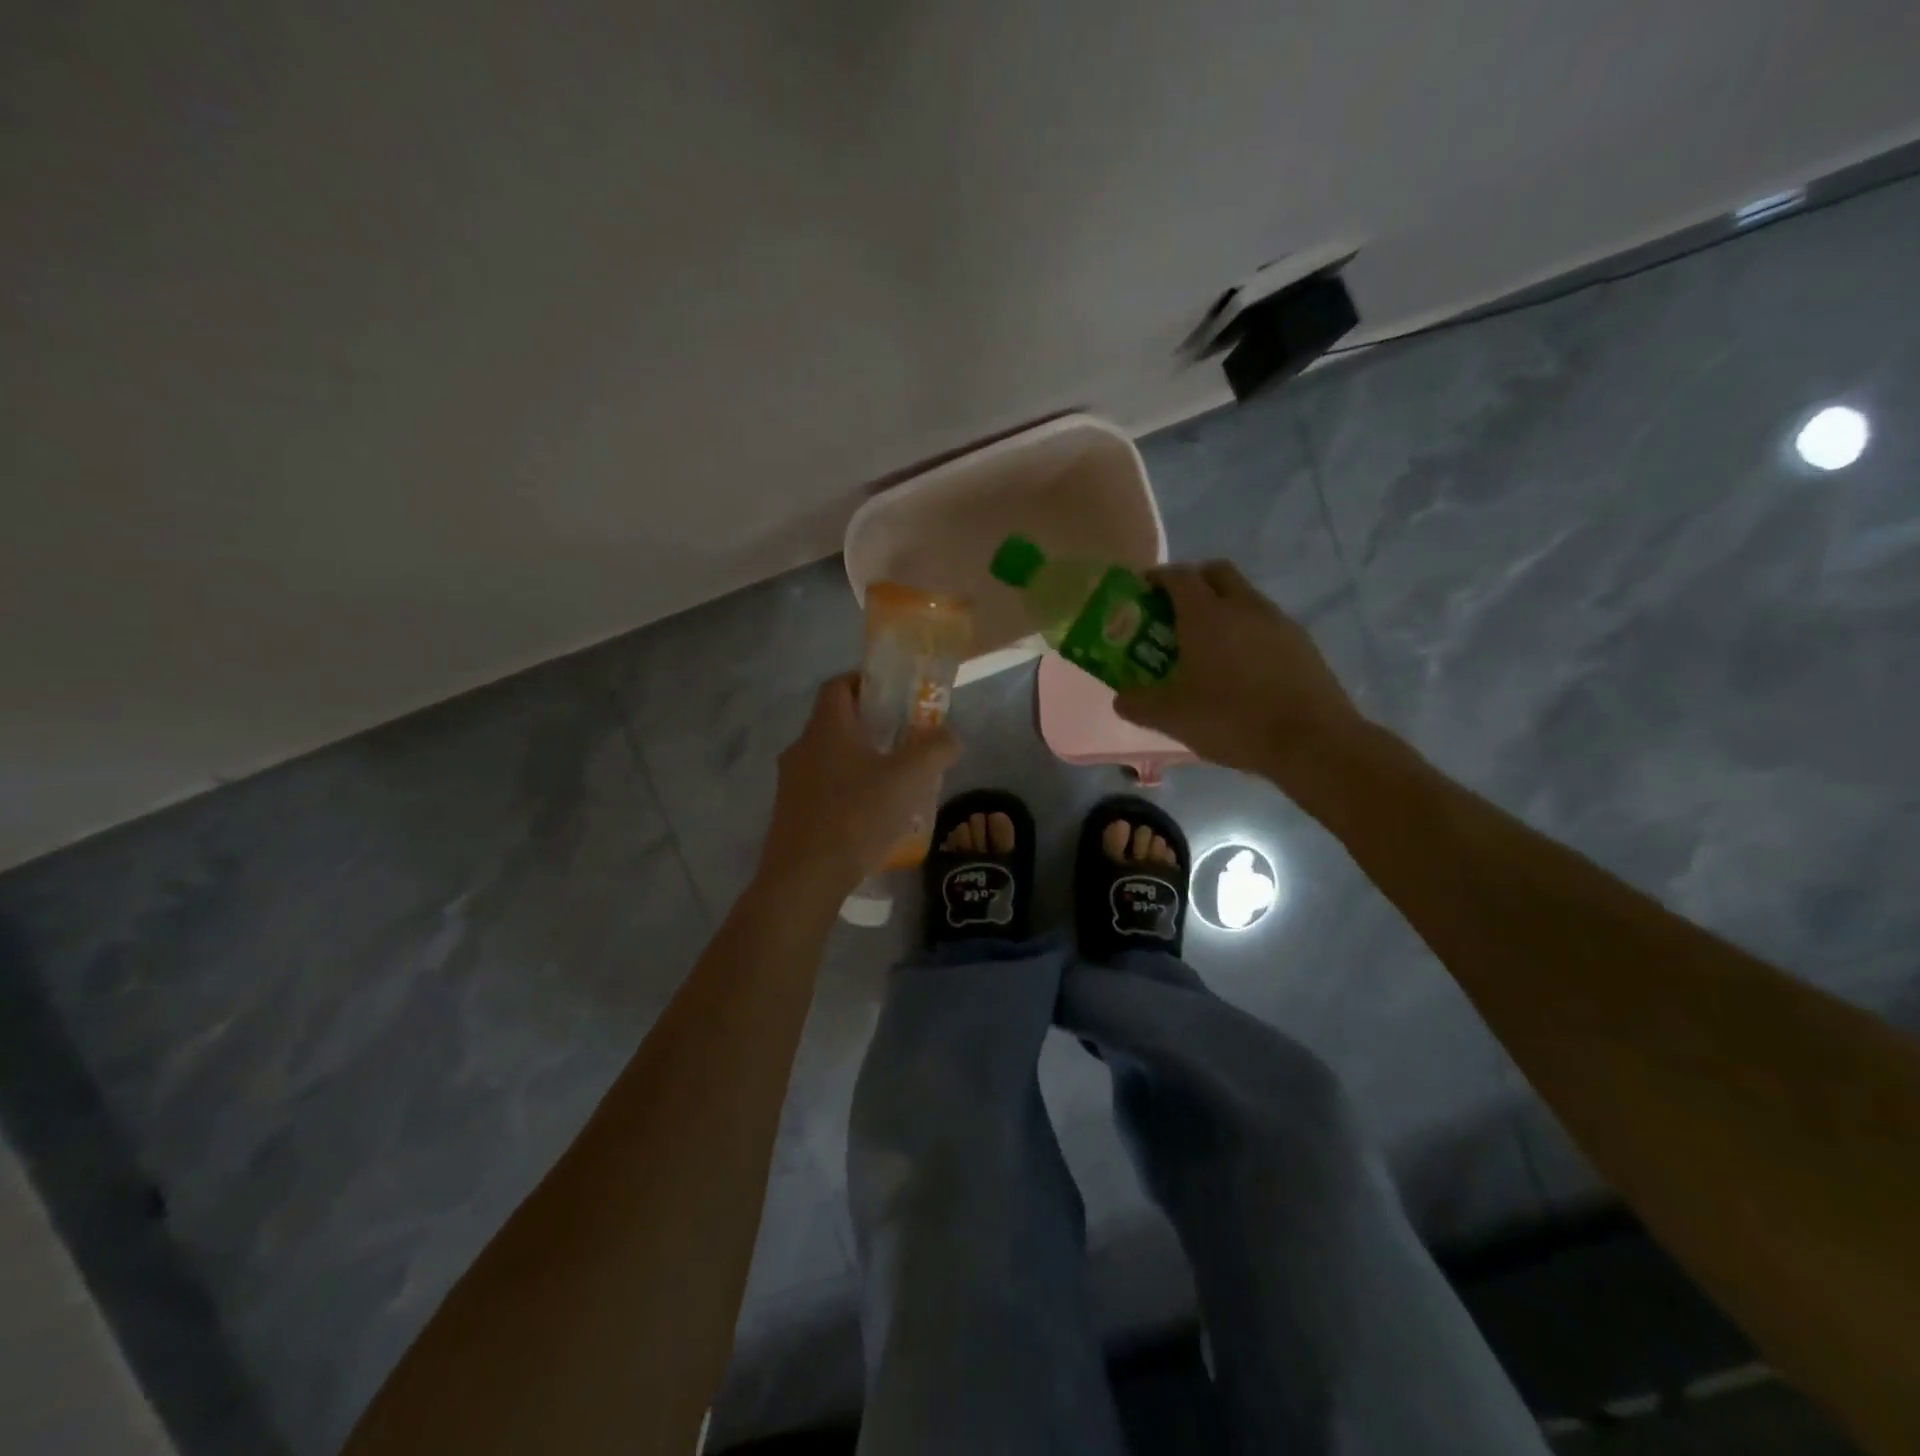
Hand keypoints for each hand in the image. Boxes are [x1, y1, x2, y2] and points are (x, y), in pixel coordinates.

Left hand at [758, 673, 961, 901]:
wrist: (804, 879)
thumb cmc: (856, 816)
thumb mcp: (909, 778)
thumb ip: (935, 749)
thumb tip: (951, 736)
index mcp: (826, 728)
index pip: (839, 685)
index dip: (866, 682)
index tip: (896, 695)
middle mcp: (802, 748)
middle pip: (837, 723)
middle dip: (872, 727)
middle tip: (907, 741)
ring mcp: (791, 783)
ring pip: (831, 758)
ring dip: (861, 762)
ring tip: (896, 782)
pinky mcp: (791, 814)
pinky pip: (824, 789)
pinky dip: (848, 791)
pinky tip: (873, 816)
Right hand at [1115, 561, 1365, 790]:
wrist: (1311, 740)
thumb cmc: (1232, 719)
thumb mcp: (1171, 718)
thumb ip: (1138, 703)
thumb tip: (1121, 697)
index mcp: (1206, 614)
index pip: (1177, 577)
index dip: (1156, 579)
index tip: (1142, 594)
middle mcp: (1243, 606)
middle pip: (1215, 573)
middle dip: (1192, 583)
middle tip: (1174, 613)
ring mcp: (1277, 622)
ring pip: (1244, 596)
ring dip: (1222, 607)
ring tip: (1207, 646)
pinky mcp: (1301, 643)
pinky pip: (1265, 623)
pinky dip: (1247, 631)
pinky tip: (1241, 668)